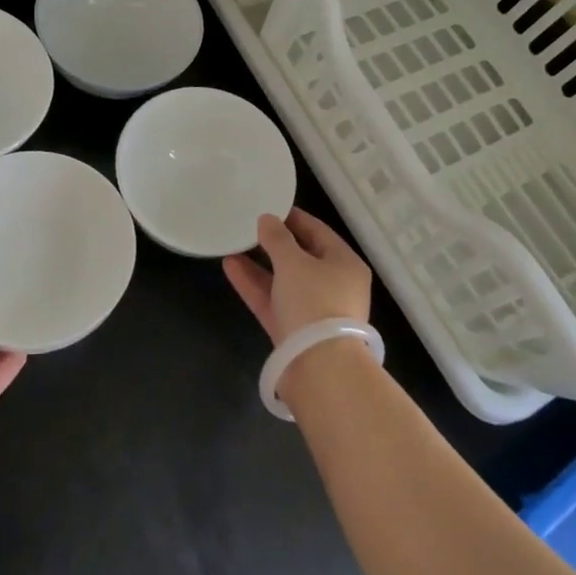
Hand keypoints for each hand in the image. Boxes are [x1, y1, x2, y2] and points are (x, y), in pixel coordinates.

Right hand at [223, 208, 371, 347]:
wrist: (319, 368)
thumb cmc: (314, 302)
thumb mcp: (294, 262)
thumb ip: (277, 238)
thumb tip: (267, 219)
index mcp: (345, 263)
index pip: (318, 231)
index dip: (293, 218)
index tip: (269, 206)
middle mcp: (333, 285)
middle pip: (301, 256)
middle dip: (274, 242)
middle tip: (248, 225)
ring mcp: (313, 310)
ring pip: (284, 280)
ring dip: (259, 263)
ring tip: (232, 244)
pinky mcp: (293, 331)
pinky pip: (273, 300)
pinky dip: (254, 284)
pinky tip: (230, 266)